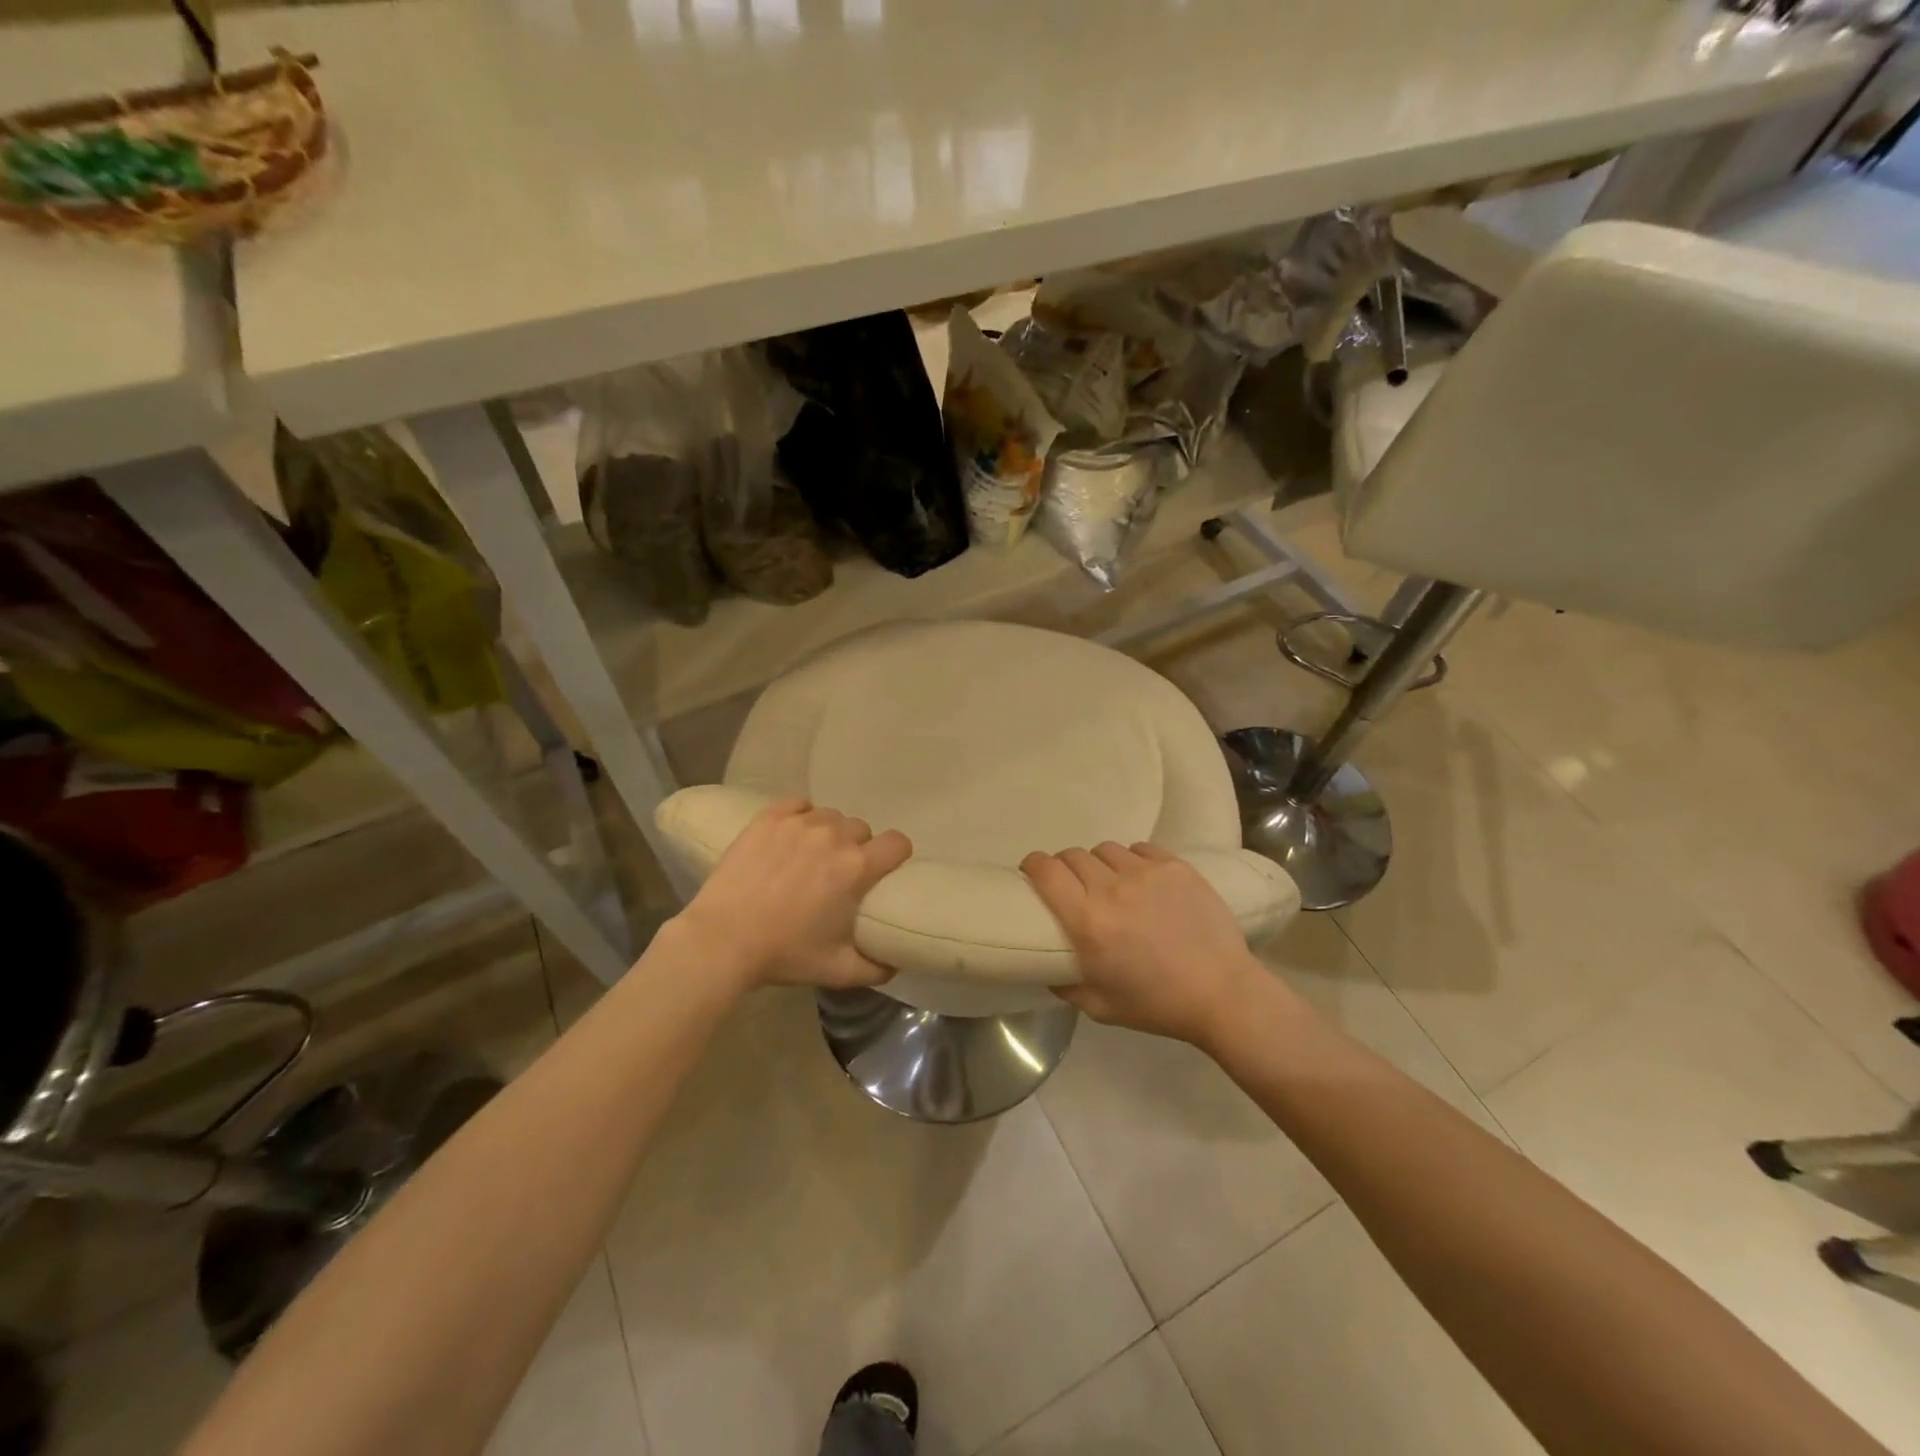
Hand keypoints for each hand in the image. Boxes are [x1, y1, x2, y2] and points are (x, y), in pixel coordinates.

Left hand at [672, 799, 911, 990]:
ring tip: (812, 855)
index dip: (896, 855)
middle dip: (858, 847)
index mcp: (856, 867)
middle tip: (840, 872)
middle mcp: (833, 836)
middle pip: (862, 829)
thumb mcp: (838, 971)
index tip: (885, 870)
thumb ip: (875, 968)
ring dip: (830, 832)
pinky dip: (801, 816)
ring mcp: (799, 823)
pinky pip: (798, 805)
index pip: (898, 842)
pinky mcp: (768, 818)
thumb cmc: (784, 954)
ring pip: (831, 816)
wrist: (722, 940)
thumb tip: (894, 963)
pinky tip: (791, 836)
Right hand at [1021, 841, 1283, 1047]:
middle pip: (1073, 855)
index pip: (1046, 871)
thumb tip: (1047, 968)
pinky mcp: (1175, 866)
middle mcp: (1112, 888)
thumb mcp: (1099, 1007)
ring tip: (1110, 882)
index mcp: (1088, 921)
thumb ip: (1064, 984)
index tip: (1032, 873)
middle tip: (1073, 886)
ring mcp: (1146, 872)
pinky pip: (1140, 849)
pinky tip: (1141, 879)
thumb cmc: (1157, 1005)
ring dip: (1100, 864)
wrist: (1223, 993)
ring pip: (1106, 849)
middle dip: (1065, 867)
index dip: (1033, 865)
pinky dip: (1133, 860)